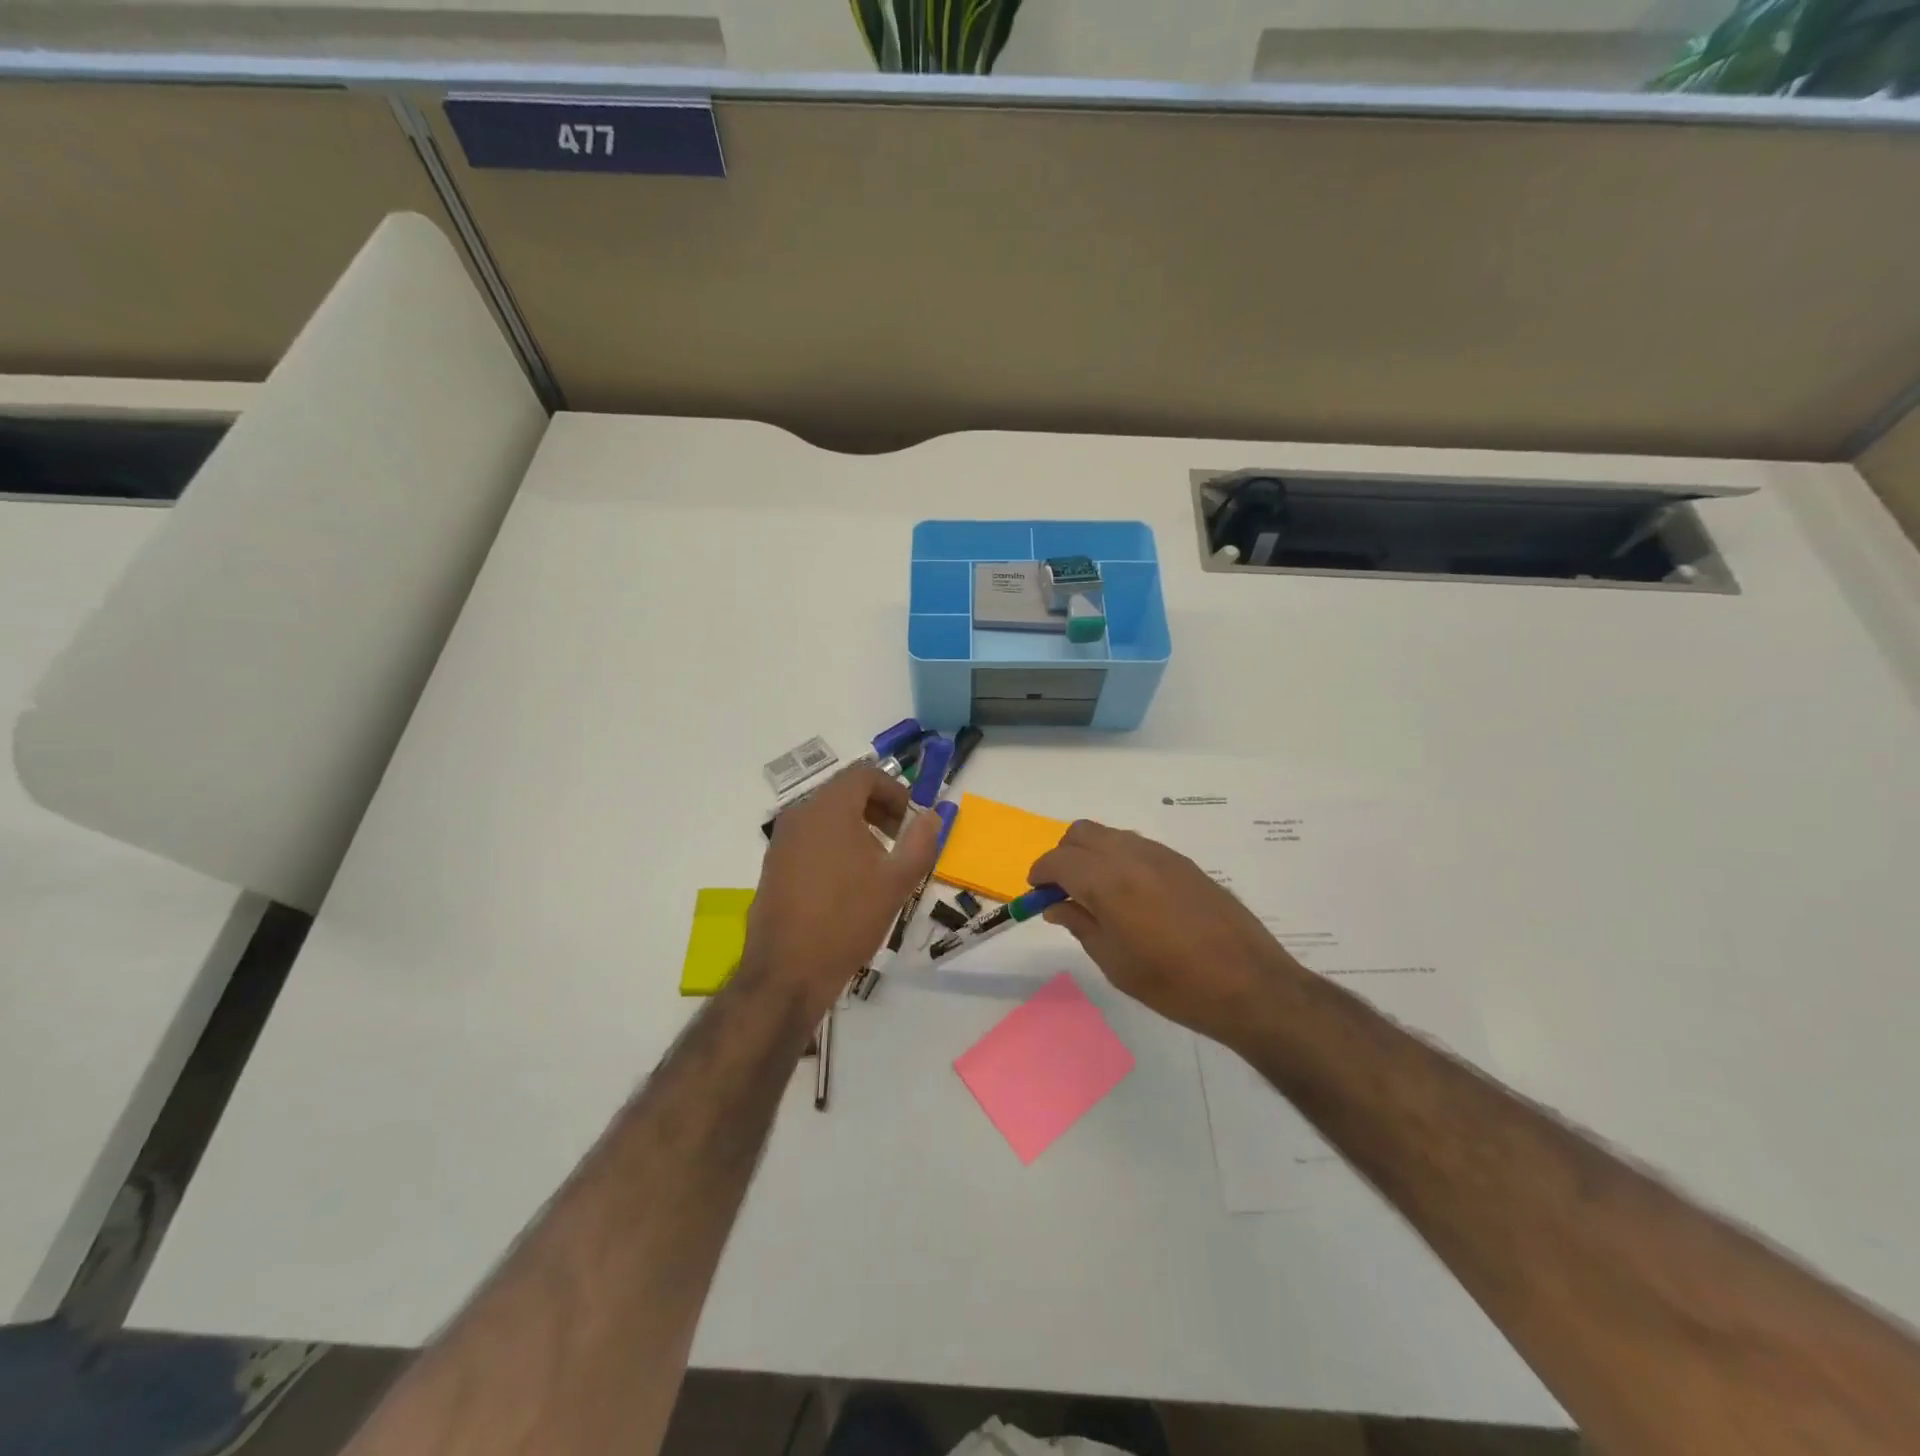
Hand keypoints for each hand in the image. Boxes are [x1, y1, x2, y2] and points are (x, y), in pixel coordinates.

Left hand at [743, 765, 940, 1020]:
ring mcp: (781, 840)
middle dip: (878, 809)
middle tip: (899, 839)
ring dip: (857, 827)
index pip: (864, 774)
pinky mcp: (773, 865)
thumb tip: (932, 816)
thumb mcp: (897, 880)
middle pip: (844, 792)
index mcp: (829, 808)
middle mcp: (799, 814)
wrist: (788, 971)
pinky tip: (847, 884)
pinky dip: (834, 845)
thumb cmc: (847, 919)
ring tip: (877, 865)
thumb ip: (921, 841)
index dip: (894, 790)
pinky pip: (810, 838)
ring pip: (826, 816)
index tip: (911, 820)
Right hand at [1029, 820, 1299, 1046]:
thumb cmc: (1173, 984)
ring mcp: (1162, 855)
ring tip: (1097, 895)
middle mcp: (1132, 855)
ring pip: (1111, 835)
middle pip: (1082, 833)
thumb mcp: (1114, 962)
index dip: (1040, 873)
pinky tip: (1132, 895)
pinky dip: (1120, 858)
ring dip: (1092, 854)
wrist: (1249, 984)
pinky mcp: (1184, 862)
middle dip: (1064, 855)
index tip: (1036, 893)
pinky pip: (1138, 846)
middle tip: (1064, 890)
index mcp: (1108, 881)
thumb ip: (1079, 924)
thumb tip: (1056, 904)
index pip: (1059, 860)